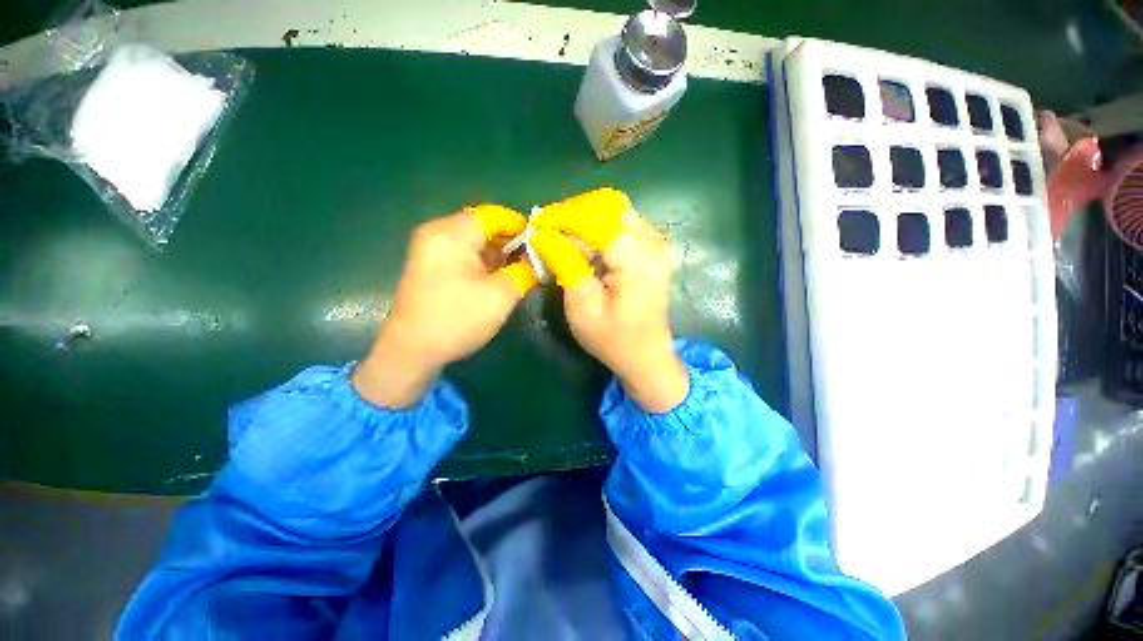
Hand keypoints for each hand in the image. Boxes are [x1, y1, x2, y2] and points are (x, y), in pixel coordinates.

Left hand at [353, 207, 537, 408]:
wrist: (412, 351)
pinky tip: (499, 278)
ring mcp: (431, 248)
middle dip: (511, 243)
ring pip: (475, 241)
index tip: (542, 246)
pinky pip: (464, 253)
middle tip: (533, 262)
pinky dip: (484, 262)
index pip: (495, 215)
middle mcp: (438, 232)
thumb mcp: (501, 295)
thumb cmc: (458, 319)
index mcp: (452, 233)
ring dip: (499, 254)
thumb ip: (525, 271)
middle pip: (484, 226)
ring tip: (520, 271)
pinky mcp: (431, 265)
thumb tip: (539, 259)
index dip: (522, 228)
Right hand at [532, 189, 688, 413]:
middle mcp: (653, 245)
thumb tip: (545, 235)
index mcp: (635, 260)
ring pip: (619, 212)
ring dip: (589, 219)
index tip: (539, 223)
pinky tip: (589, 243)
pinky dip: (604, 227)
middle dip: (576, 213)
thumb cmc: (612, 338)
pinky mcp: (658, 251)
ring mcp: (659, 246)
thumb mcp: (582, 307)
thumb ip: (566, 265)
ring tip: (566, 235)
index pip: (597, 219)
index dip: (564, 216)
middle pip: (611, 208)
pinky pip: (628, 224)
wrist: (646, 356)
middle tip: (551, 229)